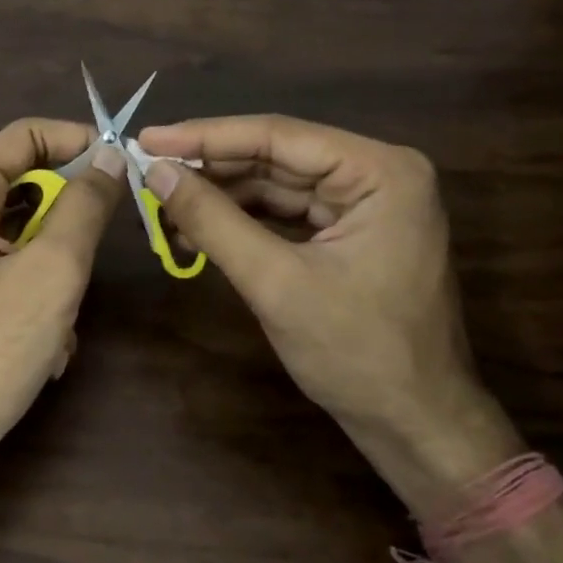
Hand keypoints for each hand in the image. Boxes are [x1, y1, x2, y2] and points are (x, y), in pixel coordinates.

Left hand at [0, 119, 122, 562]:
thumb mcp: (50, 272)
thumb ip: (84, 206)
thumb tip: (108, 154)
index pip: (26, 134)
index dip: (79, 141)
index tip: (125, 165)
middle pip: (26, 185)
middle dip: (69, 222)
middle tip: (97, 254)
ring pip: (25, 236)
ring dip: (57, 271)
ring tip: (64, 315)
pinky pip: (11, 272)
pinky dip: (38, 299)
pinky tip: (46, 346)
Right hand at [137, 115, 477, 444]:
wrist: (415, 427)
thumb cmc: (357, 353)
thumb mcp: (275, 282)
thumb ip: (213, 220)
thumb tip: (155, 171)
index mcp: (380, 171)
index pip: (277, 136)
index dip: (205, 136)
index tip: (147, 138)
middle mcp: (376, 174)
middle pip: (275, 156)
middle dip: (209, 169)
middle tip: (147, 172)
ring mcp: (365, 203)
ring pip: (275, 183)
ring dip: (219, 197)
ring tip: (163, 208)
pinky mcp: (350, 230)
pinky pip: (285, 211)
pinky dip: (240, 220)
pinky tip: (197, 231)